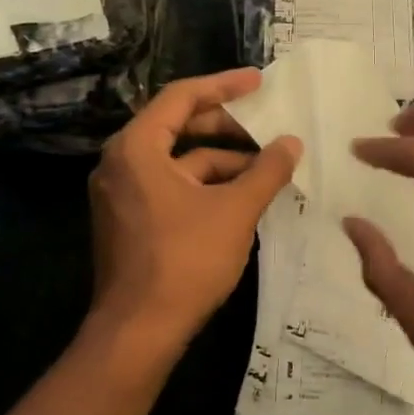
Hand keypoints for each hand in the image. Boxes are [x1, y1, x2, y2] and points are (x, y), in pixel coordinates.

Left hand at [88, 70, 299, 355]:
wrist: (139, 332)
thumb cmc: (185, 261)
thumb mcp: (235, 211)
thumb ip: (266, 171)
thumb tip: (292, 142)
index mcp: (137, 148)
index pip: (181, 97)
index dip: (224, 86)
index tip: (259, 82)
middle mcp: (121, 162)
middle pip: (178, 126)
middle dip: (226, 125)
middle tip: (267, 123)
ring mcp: (123, 193)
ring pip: (178, 161)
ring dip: (221, 160)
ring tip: (266, 166)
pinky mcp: (130, 220)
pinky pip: (171, 185)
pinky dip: (205, 185)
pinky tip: (242, 196)